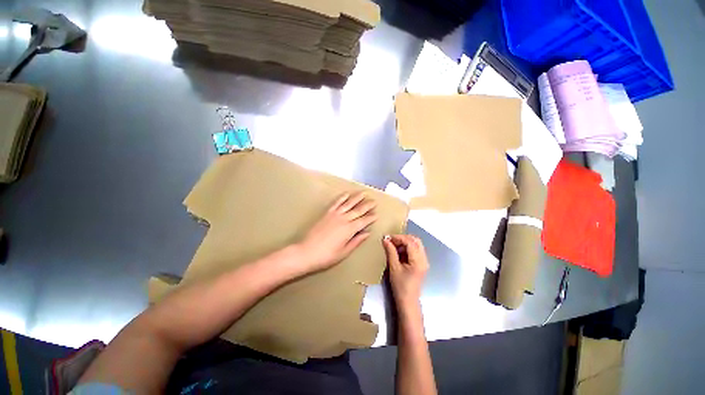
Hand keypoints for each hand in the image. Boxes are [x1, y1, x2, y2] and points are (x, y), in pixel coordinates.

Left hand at [298, 192, 376, 273]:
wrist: (307, 252)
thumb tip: (367, 233)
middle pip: (358, 210)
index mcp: (349, 229)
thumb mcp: (344, 252)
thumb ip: (356, 241)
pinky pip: (336, 203)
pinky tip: (346, 194)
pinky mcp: (327, 213)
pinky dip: (342, 198)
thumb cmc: (327, 256)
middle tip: (374, 201)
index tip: (376, 214)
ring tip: (363, 193)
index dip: (371, 218)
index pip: (364, 221)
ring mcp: (334, 214)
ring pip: (348, 203)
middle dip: (367, 205)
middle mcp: (343, 219)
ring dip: (357, 198)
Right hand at [383, 235, 428, 307]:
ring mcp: (424, 261)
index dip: (399, 237)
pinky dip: (407, 248)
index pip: (410, 242)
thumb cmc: (400, 286)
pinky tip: (399, 251)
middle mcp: (424, 259)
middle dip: (403, 238)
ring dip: (405, 242)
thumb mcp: (394, 268)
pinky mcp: (421, 263)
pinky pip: (415, 250)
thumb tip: (385, 240)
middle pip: (416, 240)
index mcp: (418, 261)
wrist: (408, 301)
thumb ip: (390, 252)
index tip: (388, 238)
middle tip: (391, 240)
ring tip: (394, 245)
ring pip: (416, 244)